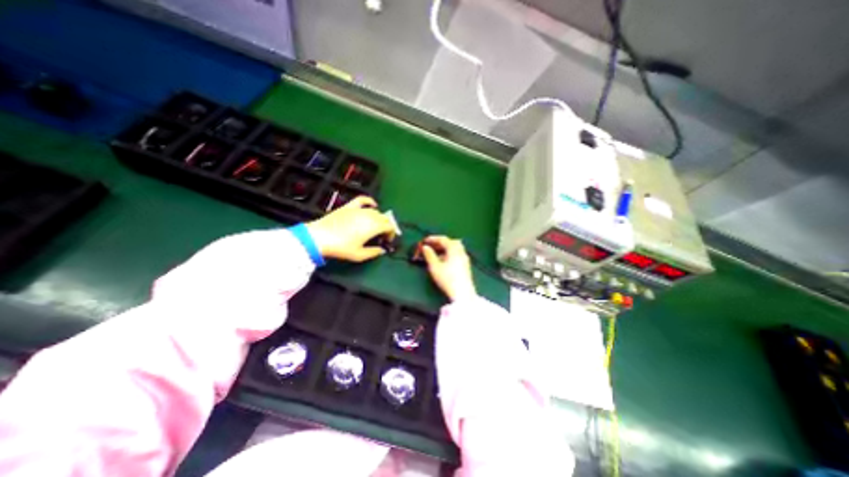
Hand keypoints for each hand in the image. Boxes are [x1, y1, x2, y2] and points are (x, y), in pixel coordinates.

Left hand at [307, 196, 395, 262]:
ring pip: (376, 211)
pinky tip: (373, 204)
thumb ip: (374, 252)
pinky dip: (370, 201)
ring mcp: (359, 209)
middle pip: (384, 218)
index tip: (387, 240)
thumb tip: (382, 250)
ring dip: (379, 218)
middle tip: (382, 236)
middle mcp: (369, 215)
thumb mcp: (359, 255)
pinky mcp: (349, 206)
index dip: (391, 233)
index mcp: (373, 226)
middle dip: (387, 226)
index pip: (390, 226)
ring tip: (375, 227)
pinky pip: (363, 200)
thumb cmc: (341, 247)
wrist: (319, 237)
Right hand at [423, 235, 476, 301]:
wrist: (463, 293)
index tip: (424, 241)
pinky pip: (457, 254)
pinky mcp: (466, 266)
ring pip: (455, 248)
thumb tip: (425, 247)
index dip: (433, 239)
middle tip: (431, 246)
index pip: (443, 239)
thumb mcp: (435, 267)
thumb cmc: (447, 278)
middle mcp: (461, 251)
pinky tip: (443, 261)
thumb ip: (429, 255)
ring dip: (445, 248)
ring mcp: (465, 259)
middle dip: (440, 243)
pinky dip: (449, 254)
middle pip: (451, 242)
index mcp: (454, 249)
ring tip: (436, 254)